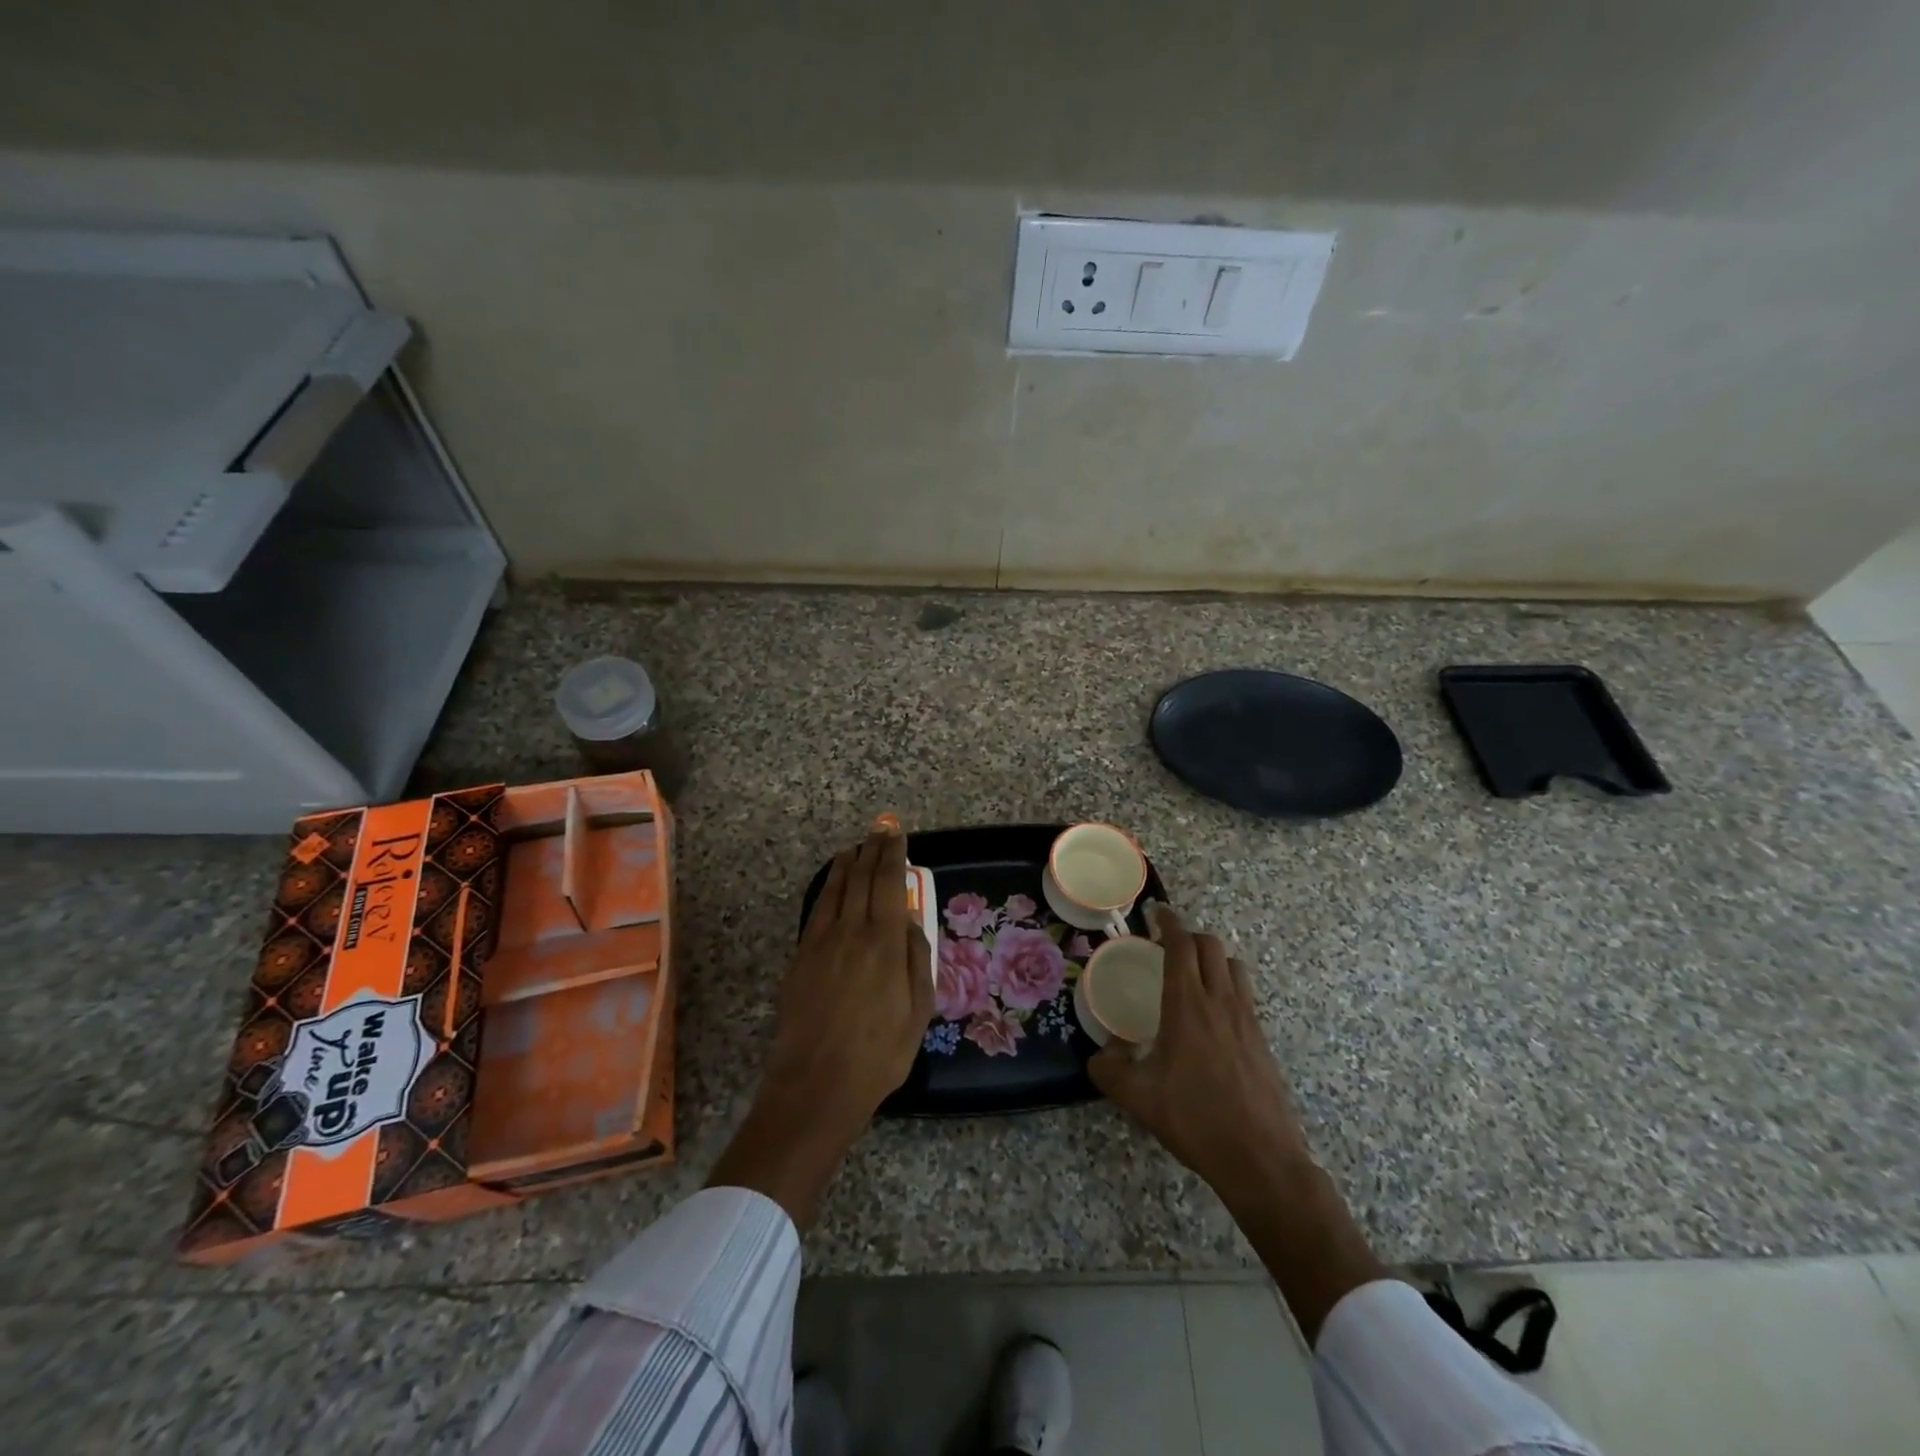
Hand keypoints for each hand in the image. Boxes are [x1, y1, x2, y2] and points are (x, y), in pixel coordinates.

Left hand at [708, 824, 932, 1227]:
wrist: (815, 1085)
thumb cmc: (878, 1054)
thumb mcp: (918, 1012)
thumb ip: (918, 960)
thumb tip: (911, 923)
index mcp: (885, 942)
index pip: (889, 883)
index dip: (893, 854)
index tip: (897, 834)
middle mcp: (851, 931)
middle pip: (861, 878)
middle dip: (872, 850)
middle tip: (880, 830)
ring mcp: (820, 943)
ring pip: (835, 889)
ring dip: (847, 864)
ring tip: (855, 847)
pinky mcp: (800, 958)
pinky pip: (817, 911)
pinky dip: (828, 889)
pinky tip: (832, 886)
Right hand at [1089, 905, 1311, 1203]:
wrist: (1260, 1157)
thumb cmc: (1195, 1119)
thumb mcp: (1138, 1098)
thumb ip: (1109, 1070)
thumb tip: (1098, 1055)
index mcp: (1187, 1004)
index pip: (1181, 945)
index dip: (1169, 923)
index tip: (1156, 913)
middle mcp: (1220, 1001)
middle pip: (1210, 946)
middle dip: (1188, 936)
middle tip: (1167, 945)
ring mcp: (1246, 1019)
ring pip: (1233, 966)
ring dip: (1212, 958)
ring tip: (1193, 973)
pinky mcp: (1262, 1039)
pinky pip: (1245, 993)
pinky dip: (1228, 984)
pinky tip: (1213, 1014)